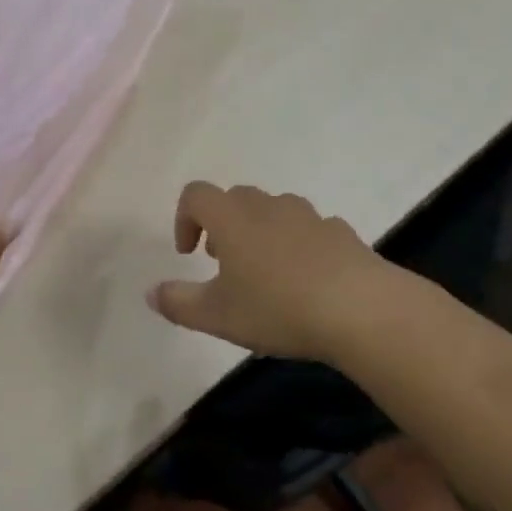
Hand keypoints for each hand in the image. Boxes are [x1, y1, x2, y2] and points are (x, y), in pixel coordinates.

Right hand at [149, 182, 390, 361]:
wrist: (360, 308)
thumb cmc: (277, 308)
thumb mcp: (218, 316)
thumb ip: (178, 303)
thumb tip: (150, 293)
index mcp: (232, 218)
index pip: (196, 194)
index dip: (184, 218)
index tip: (189, 253)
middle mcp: (267, 205)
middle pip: (235, 198)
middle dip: (222, 225)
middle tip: (224, 264)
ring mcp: (307, 215)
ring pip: (273, 210)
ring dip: (260, 231)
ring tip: (266, 273)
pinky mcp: (339, 231)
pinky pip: (308, 229)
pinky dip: (298, 244)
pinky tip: (307, 280)